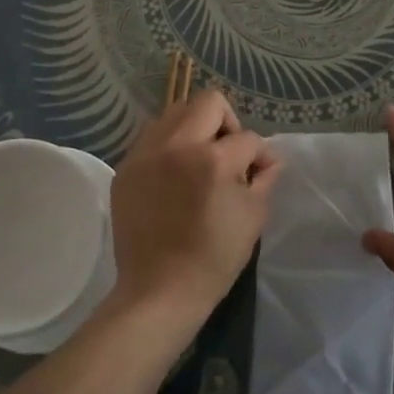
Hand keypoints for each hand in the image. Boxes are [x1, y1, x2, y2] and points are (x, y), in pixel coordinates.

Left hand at [109, 89, 280, 326]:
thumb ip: (264, 178)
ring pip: (175, 113)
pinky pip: (152, 138)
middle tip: (227, 154)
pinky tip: (174, 176)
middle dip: (227, 123)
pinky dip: (169, 147)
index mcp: (212, 160)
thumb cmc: (214, 259)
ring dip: (194, 129)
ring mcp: (145, 154)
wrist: (158, 291)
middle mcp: (176, 146)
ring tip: (198, 161)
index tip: (259, 172)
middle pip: (208, 102)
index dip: (260, 155)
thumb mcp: (253, 217)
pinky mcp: (126, 168)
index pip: (248, 138)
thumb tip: (267, 159)